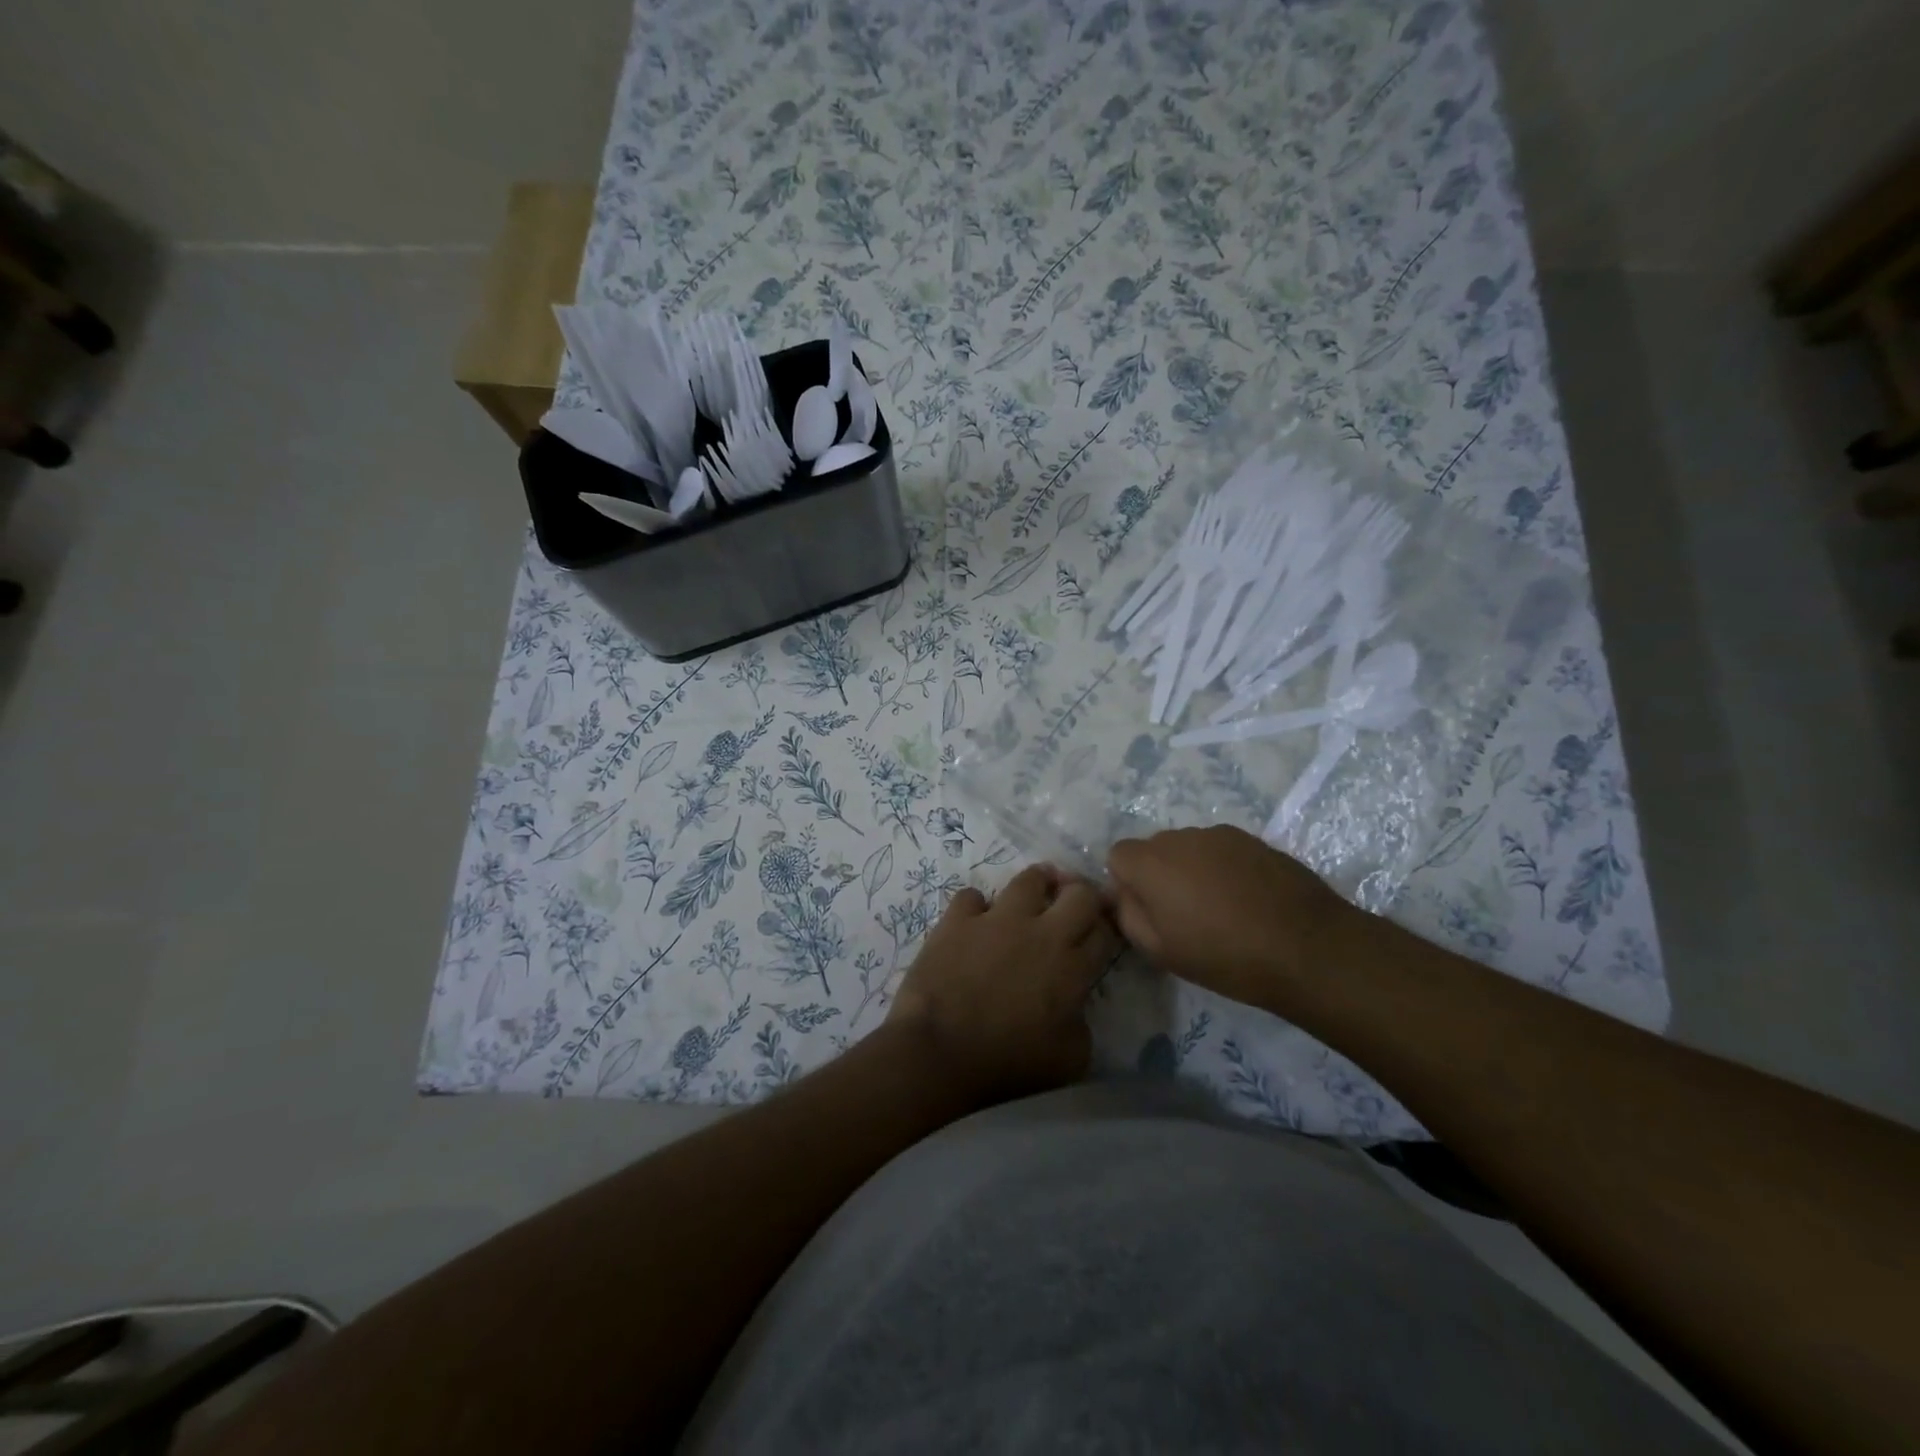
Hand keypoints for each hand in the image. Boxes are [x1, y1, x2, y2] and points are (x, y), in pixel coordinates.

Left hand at [888, 864, 1121, 1106]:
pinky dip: (976, 907)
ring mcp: (997, 919)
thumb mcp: (1069, 1060)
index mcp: (1072, 968)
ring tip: (1033, 896)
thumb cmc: (1007, 1064)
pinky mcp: (958, 919)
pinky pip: (972, 896)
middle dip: (1083, 895)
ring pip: (1029, 879)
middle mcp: (1041, 932)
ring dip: (1037, 885)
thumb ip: (1081, 1024)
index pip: (1105, 931)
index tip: (1098, 935)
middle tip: (1074, 906)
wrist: (939, 1052)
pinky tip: (974, 922)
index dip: (1107, 929)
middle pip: (1079, 893)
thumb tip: (1074, 1007)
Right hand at [1106, 826, 1353, 1008]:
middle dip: (1159, 875)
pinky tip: (1248, 900)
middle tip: (1184, 914)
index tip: (1150, 912)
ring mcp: (1220, 834)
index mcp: (1151, 862)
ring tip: (1221, 909)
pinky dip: (1224, 869)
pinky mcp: (1254, 840)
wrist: (1308, 947)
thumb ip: (1129, 915)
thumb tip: (1125, 895)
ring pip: (1190, 848)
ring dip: (1193, 870)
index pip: (1118, 855)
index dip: (1128, 883)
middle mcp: (1181, 837)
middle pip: (1154, 848)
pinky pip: (1222, 850)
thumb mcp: (1161, 951)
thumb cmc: (1225, 956)